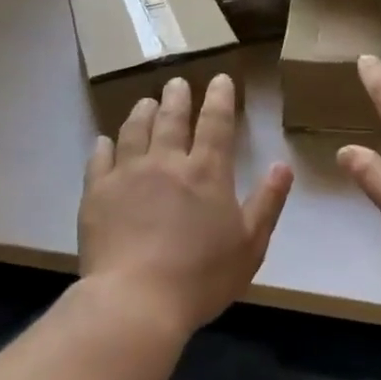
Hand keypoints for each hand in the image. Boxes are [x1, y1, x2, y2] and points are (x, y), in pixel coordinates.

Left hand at [79, 74, 293, 337]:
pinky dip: (103, 146)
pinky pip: (99, 159)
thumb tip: (283, 165)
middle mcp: (165, 161)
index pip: (215, 122)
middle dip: (176, 97)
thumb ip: (267, 201)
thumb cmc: (201, 277)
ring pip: (134, 130)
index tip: (219, 78)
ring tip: (145, 102)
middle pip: (170, 118)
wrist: (135, 300)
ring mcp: (127, 173)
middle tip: (176, 83)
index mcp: (206, 171)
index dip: (219, 98)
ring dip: (141, 112)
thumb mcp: (250, 244)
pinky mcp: (96, 192)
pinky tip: (104, 141)